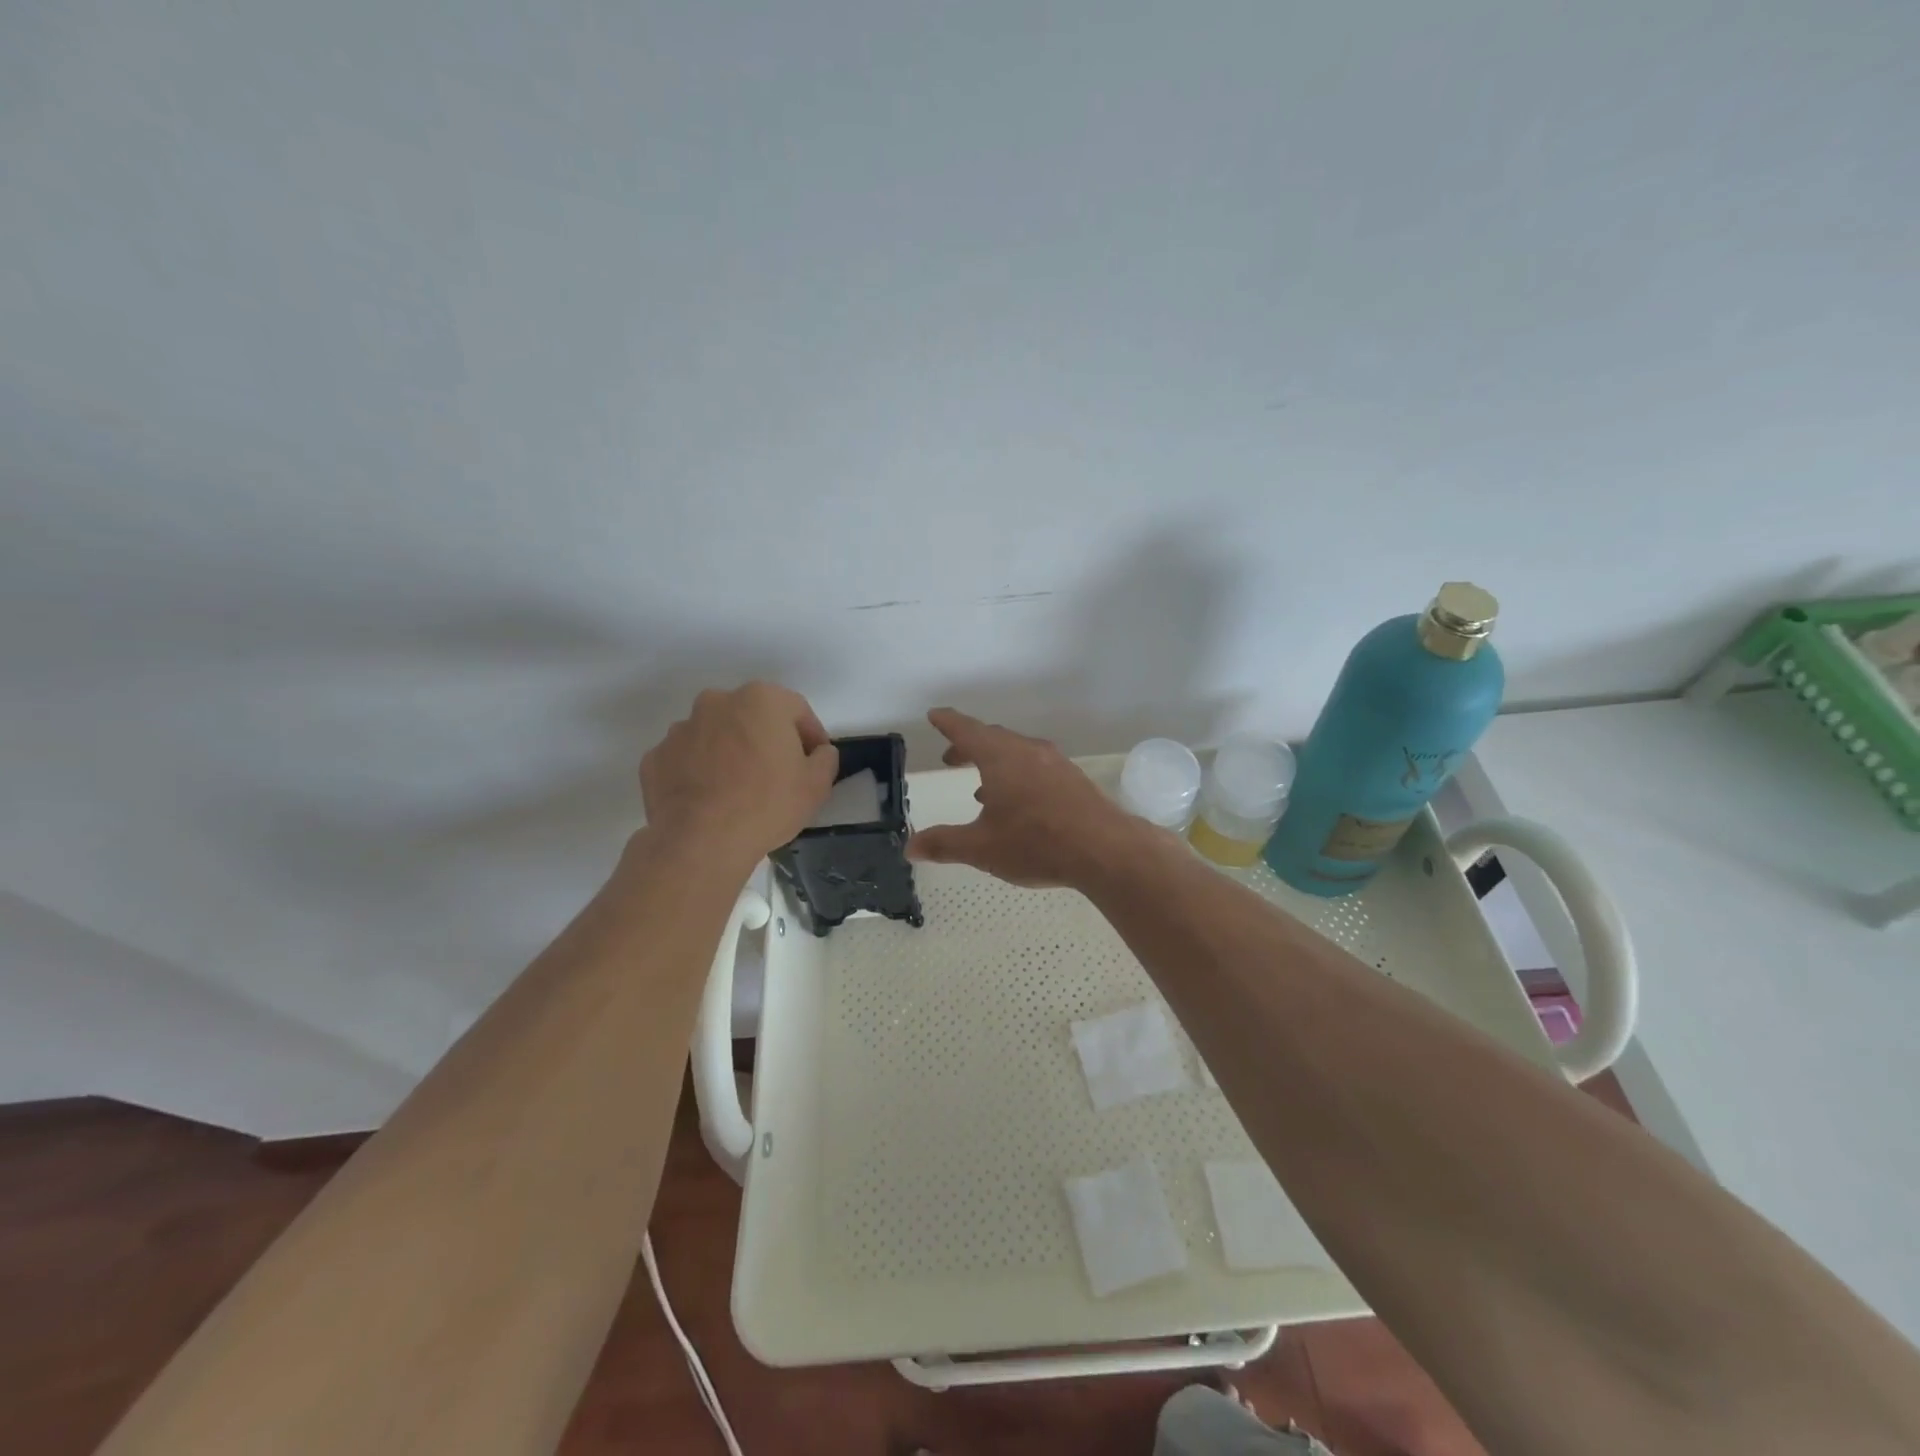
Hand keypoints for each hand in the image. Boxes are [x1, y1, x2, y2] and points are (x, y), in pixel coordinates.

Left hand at [640, 683, 838, 868]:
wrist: (701, 842)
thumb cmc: (767, 804)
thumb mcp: (817, 784)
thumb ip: (825, 758)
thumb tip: (818, 752)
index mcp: (761, 700)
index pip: (796, 709)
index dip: (810, 736)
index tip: (813, 762)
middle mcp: (717, 702)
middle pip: (752, 716)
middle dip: (765, 739)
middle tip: (777, 774)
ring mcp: (680, 729)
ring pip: (716, 735)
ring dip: (729, 752)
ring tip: (738, 790)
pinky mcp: (655, 757)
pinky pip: (686, 759)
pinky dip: (698, 771)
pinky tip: (709, 800)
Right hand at [906, 707, 1148, 888]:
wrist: (1105, 850)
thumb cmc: (1036, 843)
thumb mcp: (982, 847)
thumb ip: (944, 844)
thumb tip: (910, 846)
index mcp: (1000, 757)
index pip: (966, 729)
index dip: (948, 722)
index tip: (935, 715)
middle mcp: (1027, 751)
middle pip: (992, 738)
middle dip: (969, 745)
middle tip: (952, 757)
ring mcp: (1055, 763)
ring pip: (1017, 752)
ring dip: (995, 763)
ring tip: (982, 789)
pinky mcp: (1073, 779)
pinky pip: (1037, 767)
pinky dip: (1018, 775)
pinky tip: (1019, 804)